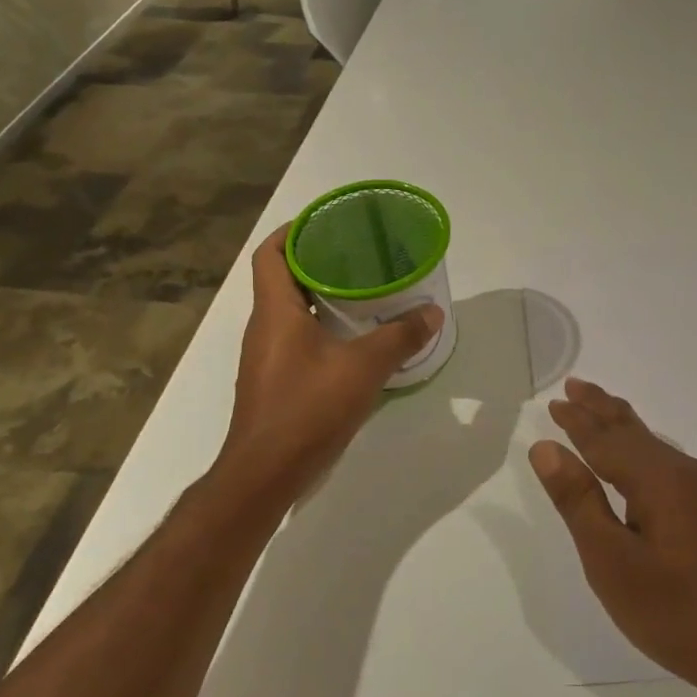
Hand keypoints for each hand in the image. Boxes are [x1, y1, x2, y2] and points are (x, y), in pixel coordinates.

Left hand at [217, 225, 442, 505]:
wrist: (265, 474)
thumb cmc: (307, 409)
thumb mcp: (363, 368)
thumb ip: (400, 337)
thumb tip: (433, 312)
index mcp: (275, 311)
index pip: (270, 254)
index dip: (293, 231)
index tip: (325, 222)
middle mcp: (264, 328)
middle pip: (283, 279)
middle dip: (317, 262)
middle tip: (358, 256)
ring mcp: (265, 358)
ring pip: (290, 312)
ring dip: (321, 298)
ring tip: (364, 293)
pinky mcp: (274, 383)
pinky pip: (296, 340)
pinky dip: (321, 330)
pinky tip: (354, 342)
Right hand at [529, 379, 696, 696]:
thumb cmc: (676, 612)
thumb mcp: (611, 561)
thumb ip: (578, 501)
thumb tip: (546, 447)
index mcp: (658, 479)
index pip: (605, 438)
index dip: (576, 420)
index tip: (554, 401)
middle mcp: (685, 473)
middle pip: (633, 431)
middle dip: (601, 408)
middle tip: (574, 386)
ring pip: (652, 446)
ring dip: (621, 426)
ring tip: (600, 409)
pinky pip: (666, 463)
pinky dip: (640, 449)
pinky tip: (639, 458)